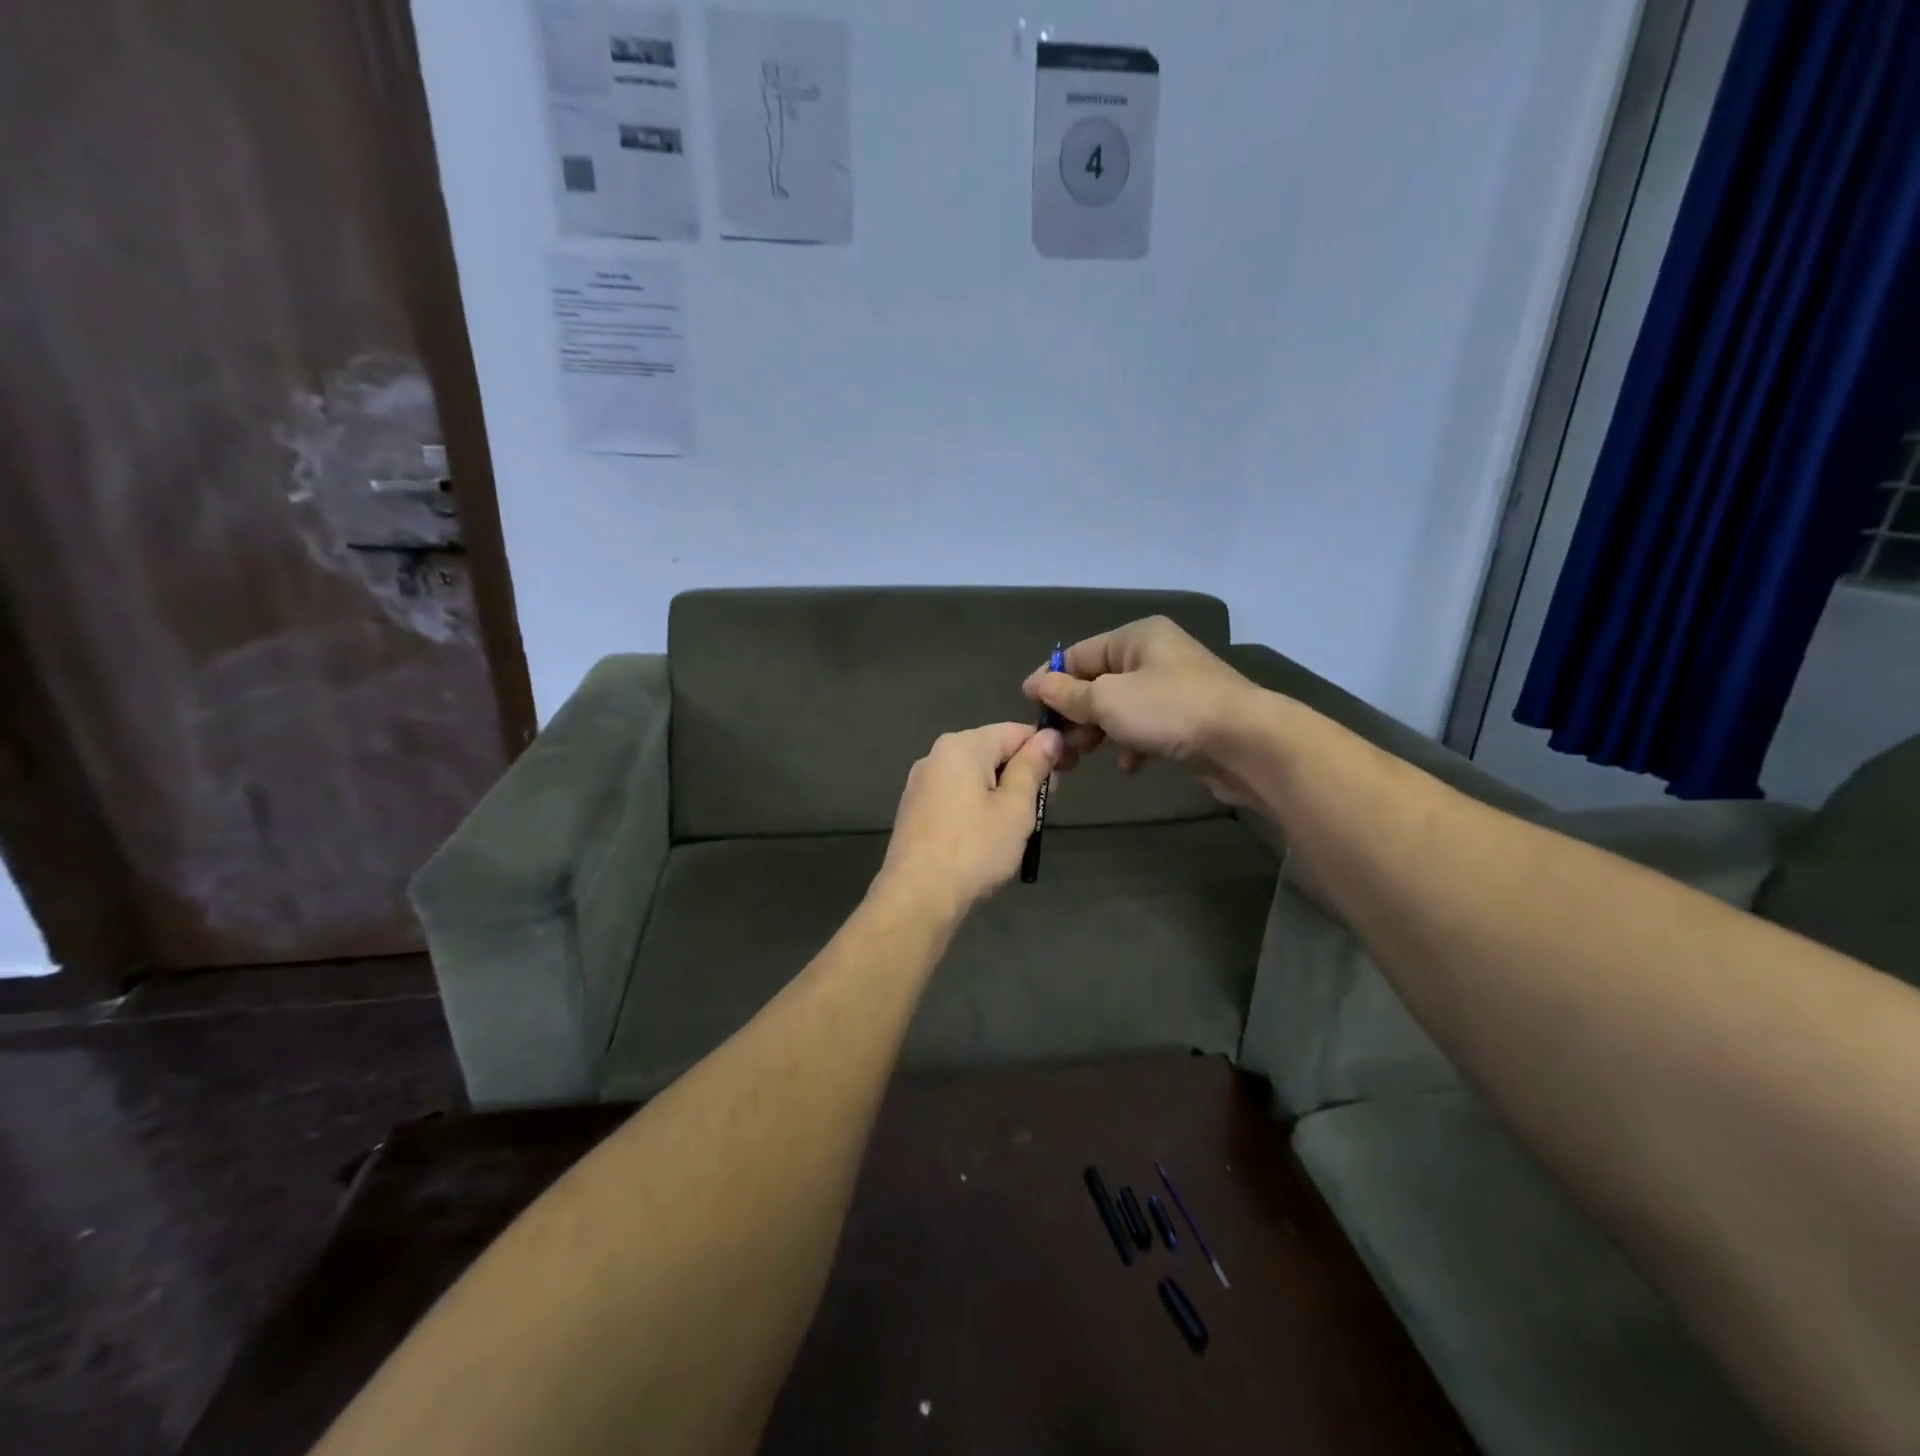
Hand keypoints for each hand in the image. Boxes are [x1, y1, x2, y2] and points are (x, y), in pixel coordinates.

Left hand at [874, 722, 1061, 918]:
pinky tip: (988, 835)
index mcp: (961, 746)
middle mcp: (936, 755)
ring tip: (1020, 825)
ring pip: (975, 776)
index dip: (1046, 748)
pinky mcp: (915, 809)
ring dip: (1002, 792)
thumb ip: (1033, 767)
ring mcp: (921, 783)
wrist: (917, 897)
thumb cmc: (974, 849)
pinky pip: (956, 795)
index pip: (1015, 732)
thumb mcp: (1015, 808)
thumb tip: (1049, 736)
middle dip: (1023, 772)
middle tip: (1045, 806)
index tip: (1069, 771)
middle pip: (992, 751)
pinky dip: (978, 806)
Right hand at [1021, 616, 1262, 806]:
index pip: (1078, 654)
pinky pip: (1146, 728)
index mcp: (1136, 638)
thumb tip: (1036, 683)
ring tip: (1083, 758)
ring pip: (1120, 709)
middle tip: (1058, 745)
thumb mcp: (1107, 699)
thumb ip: (1069, 693)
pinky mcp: (1187, 719)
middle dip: (1075, 714)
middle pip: (1099, 683)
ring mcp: (1174, 688)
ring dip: (1099, 733)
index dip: (1051, 680)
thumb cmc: (1169, 709)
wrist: (1245, 742)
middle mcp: (1155, 656)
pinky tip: (1129, 766)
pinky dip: (1132, 745)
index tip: (1029, 708)